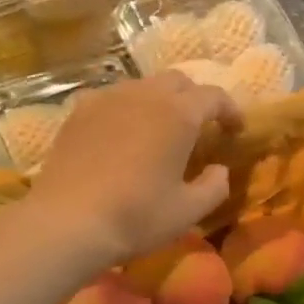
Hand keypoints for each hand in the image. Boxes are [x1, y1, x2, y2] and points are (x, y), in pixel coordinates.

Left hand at [28, 73, 240, 266]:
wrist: (68, 222)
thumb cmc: (137, 216)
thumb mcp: (189, 211)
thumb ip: (215, 186)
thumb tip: (220, 169)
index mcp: (179, 114)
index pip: (214, 96)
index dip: (230, 110)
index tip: (235, 130)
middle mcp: (145, 95)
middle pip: (178, 81)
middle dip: (195, 99)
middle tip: (200, 126)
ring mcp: (107, 98)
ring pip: (143, 85)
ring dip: (160, 100)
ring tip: (161, 128)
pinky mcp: (79, 111)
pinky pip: (112, 97)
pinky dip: (128, 107)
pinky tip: (123, 132)